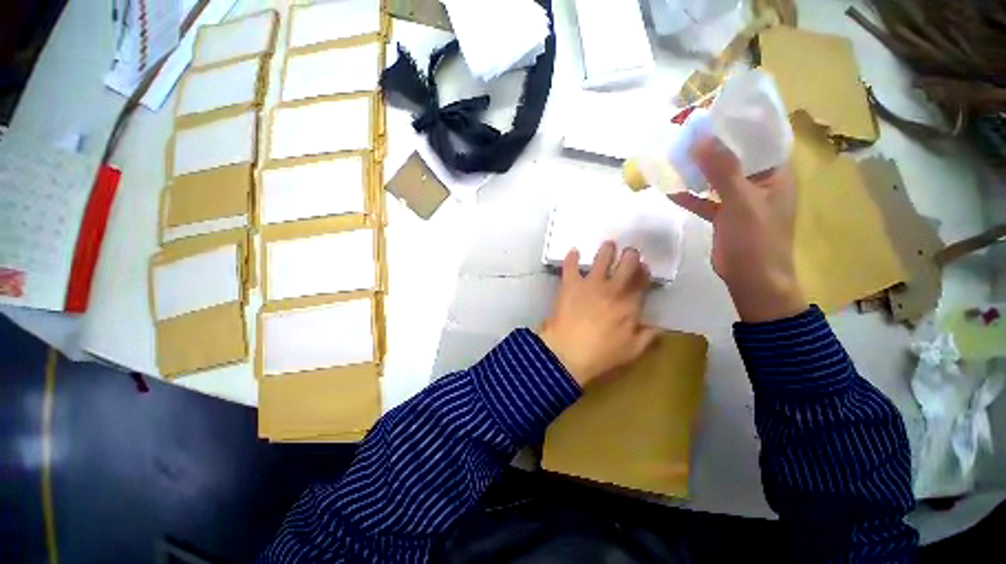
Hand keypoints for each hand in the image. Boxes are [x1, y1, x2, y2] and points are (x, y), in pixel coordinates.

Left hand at [538, 242, 657, 386]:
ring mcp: (590, 284)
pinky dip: (571, 257)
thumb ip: (647, 337)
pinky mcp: (570, 284)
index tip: (644, 268)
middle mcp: (612, 289)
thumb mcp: (631, 351)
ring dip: (607, 250)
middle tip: (630, 252)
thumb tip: (659, 327)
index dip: (644, 273)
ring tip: (609, 244)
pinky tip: (573, 250)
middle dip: (631, 256)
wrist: (568, 352)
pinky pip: (570, 266)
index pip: (642, 283)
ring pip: (602, 259)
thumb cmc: (600, 354)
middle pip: (627, 265)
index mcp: (629, 305)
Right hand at [669, 137, 806, 322]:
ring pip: (718, 177)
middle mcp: (760, 181)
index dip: (740, 123)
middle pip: (736, 156)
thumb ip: (723, 170)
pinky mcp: (724, 216)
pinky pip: (705, 200)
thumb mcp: (742, 202)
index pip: (761, 138)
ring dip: (699, 169)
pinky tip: (669, 190)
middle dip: (714, 144)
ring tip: (676, 155)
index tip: (716, 111)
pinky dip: (689, 195)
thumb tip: (701, 140)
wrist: (752, 279)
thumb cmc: (757, 240)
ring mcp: (741, 199)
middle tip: (689, 132)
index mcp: (776, 172)